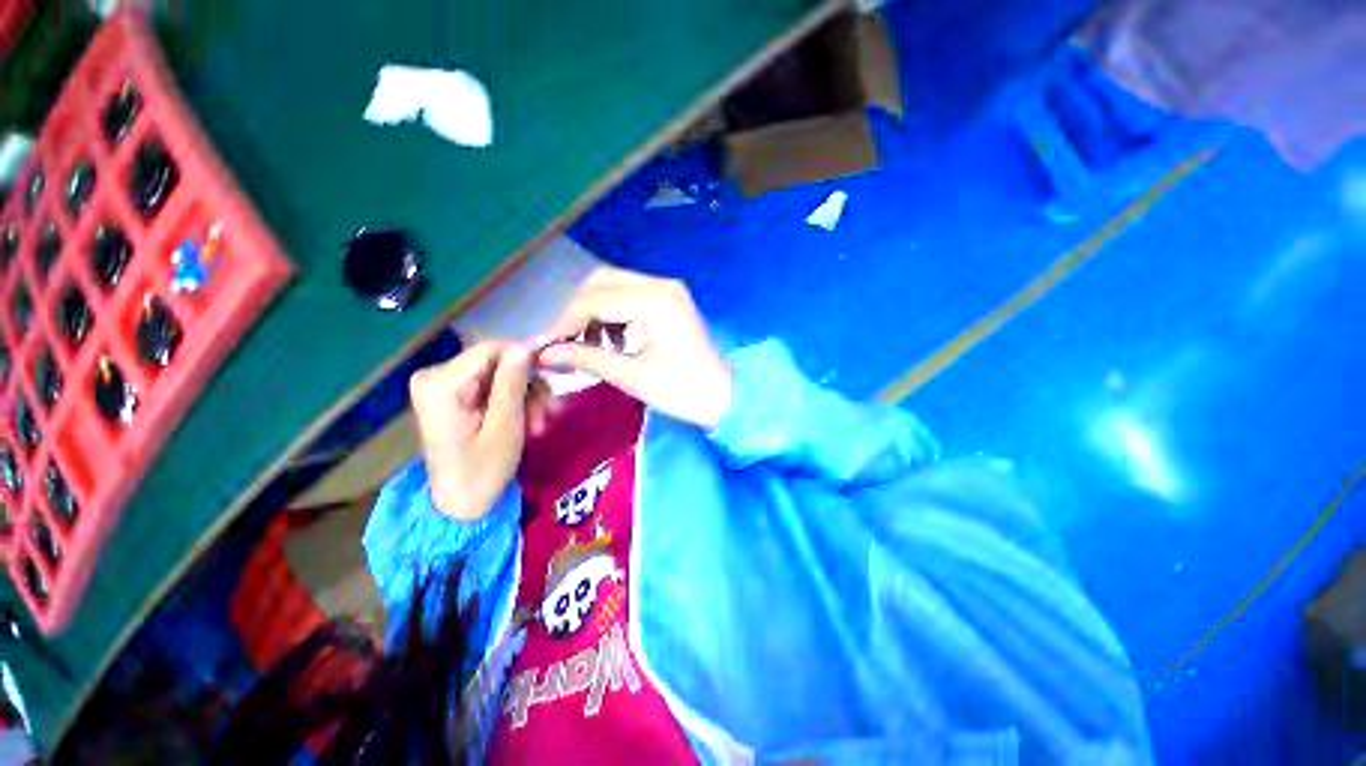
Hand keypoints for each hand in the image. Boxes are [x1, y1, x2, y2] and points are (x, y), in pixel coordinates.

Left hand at [408, 342, 533, 521]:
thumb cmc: (482, 471)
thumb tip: (526, 345)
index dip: (527, 356)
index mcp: (440, 384)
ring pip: (500, 375)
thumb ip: (512, 383)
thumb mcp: (504, 427)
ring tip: (541, 423)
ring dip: (527, 396)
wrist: (461, 505)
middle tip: (550, 411)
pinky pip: (493, 387)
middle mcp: (436, 377)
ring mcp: (444, 387)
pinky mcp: (454, 397)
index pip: (491, 350)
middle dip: (529, 384)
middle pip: (497, 363)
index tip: (555, 372)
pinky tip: (530, 422)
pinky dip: (515, 402)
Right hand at [538, 268, 732, 428]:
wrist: (725, 397)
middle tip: (567, 342)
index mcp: (655, 303)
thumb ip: (588, 359)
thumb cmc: (683, 392)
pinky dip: (614, 312)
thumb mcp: (633, 377)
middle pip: (602, 281)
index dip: (565, 321)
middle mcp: (662, 285)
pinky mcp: (672, 299)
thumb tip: (545, 354)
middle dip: (578, 310)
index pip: (595, 299)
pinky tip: (613, 339)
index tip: (549, 346)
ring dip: (595, 310)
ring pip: (615, 285)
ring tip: (591, 344)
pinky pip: (631, 294)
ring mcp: (669, 290)